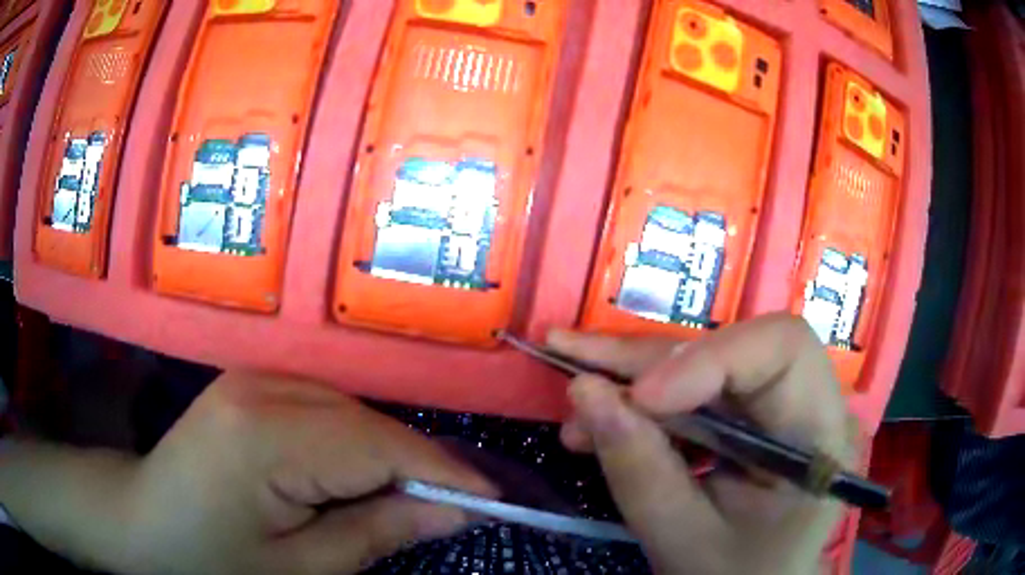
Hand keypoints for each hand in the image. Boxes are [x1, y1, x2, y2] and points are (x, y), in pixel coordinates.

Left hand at [71, 373, 491, 574]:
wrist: (142, 522)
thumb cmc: (210, 559)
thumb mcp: (298, 567)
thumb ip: (377, 532)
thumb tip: (454, 512)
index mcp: (265, 433)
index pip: (378, 445)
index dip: (442, 472)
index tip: (493, 499)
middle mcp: (262, 385)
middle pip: (367, 422)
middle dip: (417, 467)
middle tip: (453, 510)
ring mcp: (253, 377)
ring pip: (350, 412)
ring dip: (385, 457)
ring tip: (406, 500)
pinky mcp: (250, 384)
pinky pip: (324, 409)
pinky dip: (353, 444)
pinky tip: (354, 477)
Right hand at [548, 313, 857, 574]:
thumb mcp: (684, 539)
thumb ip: (639, 470)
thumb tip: (583, 391)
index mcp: (821, 435)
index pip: (783, 349)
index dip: (709, 358)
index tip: (638, 397)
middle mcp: (810, 403)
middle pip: (734, 349)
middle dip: (649, 360)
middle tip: (569, 360)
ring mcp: (779, 406)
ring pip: (706, 364)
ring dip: (636, 379)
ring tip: (577, 404)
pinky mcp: (751, 416)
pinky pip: (695, 392)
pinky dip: (645, 404)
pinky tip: (602, 422)